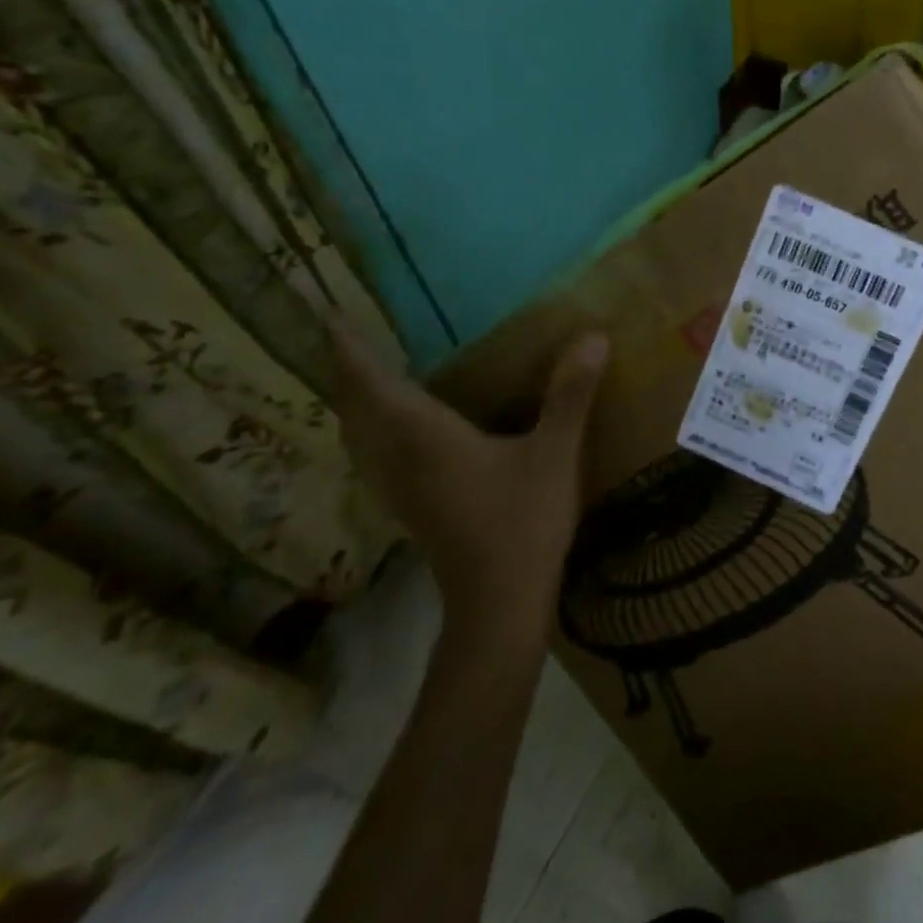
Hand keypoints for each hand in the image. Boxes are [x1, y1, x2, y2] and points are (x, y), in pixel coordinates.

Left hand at [329, 325, 609, 639]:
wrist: (498, 606)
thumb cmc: (523, 524)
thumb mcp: (555, 454)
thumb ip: (571, 395)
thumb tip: (592, 336)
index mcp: (427, 439)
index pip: (376, 386)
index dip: (351, 351)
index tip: (330, 317)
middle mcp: (401, 460)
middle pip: (357, 412)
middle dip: (348, 374)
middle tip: (347, 340)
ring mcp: (401, 490)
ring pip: (361, 439)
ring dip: (355, 405)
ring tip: (365, 379)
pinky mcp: (413, 509)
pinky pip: (376, 459)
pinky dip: (372, 434)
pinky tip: (395, 435)